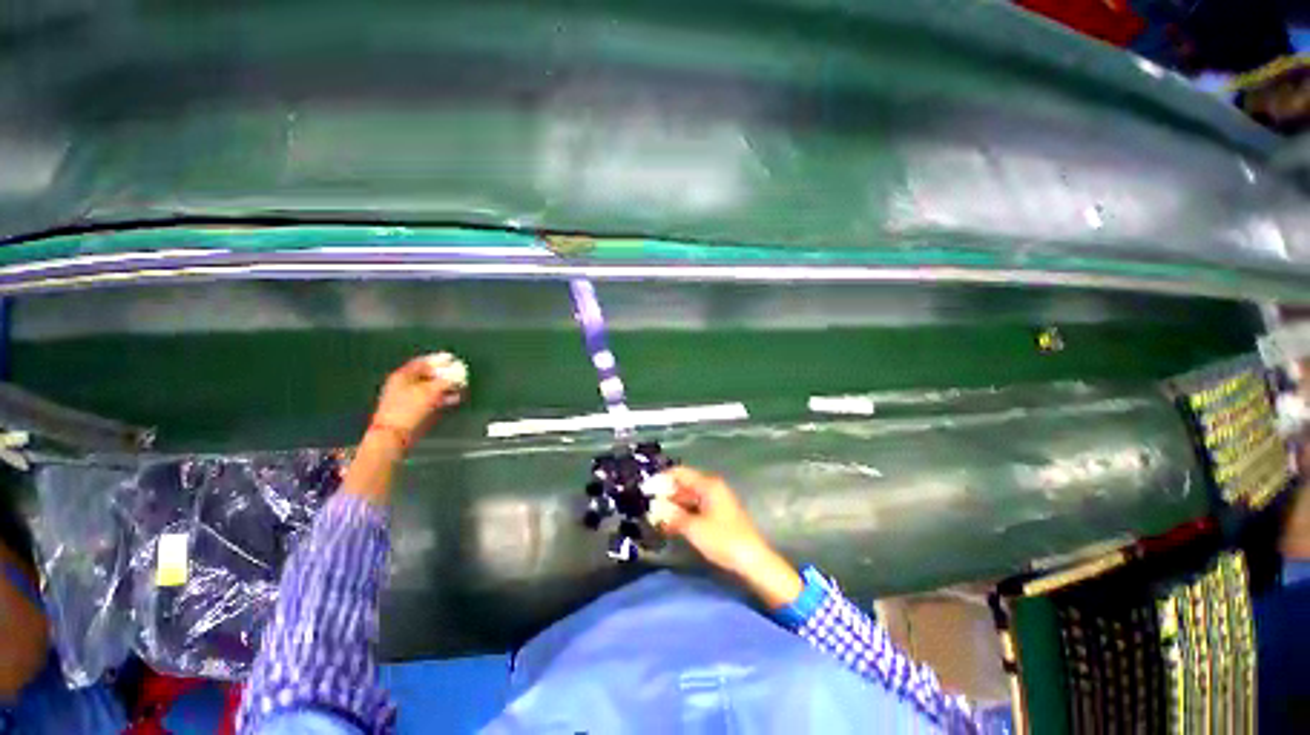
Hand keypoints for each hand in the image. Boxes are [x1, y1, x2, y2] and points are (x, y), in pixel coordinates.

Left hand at [370, 353, 464, 446]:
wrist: (394, 435)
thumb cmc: (409, 409)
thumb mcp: (430, 391)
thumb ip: (446, 381)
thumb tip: (458, 373)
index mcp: (403, 376)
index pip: (422, 362)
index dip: (438, 360)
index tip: (452, 359)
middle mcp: (404, 384)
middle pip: (427, 375)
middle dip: (444, 374)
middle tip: (459, 374)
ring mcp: (408, 398)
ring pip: (430, 388)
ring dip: (445, 387)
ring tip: (460, 387)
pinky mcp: (413, 410)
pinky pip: (431, 399)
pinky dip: (442, 397)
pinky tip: (453, 399)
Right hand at [654, 467, 802, 607]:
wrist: (753, 561)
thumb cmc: (724, 540)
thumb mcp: (694, 528)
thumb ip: (673, 515)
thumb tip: (654, 507)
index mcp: (707, 485)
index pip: (679, 473)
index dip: (661, 479)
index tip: (644, 489)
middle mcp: (711, 488)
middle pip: (683, 484)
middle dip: (665, 493)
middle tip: (646, 504)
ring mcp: (715, 502)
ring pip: (688, 498)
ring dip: (672, 506)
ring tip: (653, 516)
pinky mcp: (717, 515)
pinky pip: (694, 508)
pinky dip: (682, 514)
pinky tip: (669, 525)